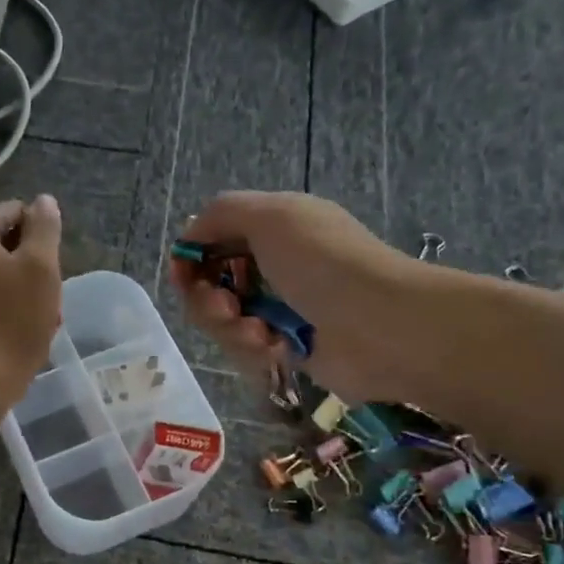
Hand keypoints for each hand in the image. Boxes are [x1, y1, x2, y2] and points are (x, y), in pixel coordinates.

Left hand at [0, 196, 62, 436]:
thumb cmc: (15, 317)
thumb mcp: (41, 267)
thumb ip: (44, 228)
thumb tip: (43, 200)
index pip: (14, 212)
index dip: (40, 235)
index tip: (52, 268)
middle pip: (2, 245)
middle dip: (29, 267)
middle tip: (49, 297)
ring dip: (18, 290)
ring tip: (38, 320)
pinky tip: (15, 331)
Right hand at [169, 191, 429, 403]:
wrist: (381, 326)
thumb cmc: (324, 262)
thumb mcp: (271, 216)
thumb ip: (220, 214)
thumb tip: (189, 237)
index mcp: (273, 228)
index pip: (212, 240)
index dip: (191, 258)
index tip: (183, 276)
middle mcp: (274, 266)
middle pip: (211, 285)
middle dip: (208, 300)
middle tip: (226, 307)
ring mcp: (280, 308)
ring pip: (224, 322)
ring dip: (231, 328)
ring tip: (260, 333)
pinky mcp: (285, 346)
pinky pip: (246, 349)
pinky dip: (256, 348)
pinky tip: (278, 347)